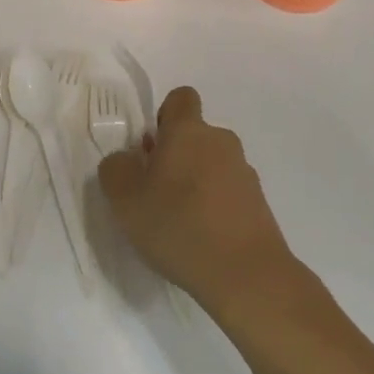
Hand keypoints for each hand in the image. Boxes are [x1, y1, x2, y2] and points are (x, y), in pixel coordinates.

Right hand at [99, 86, 297, 315]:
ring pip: (211, 165)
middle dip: (175, 156)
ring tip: (178, 222)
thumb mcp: (124, 199)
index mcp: (188, 131)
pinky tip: (201, 239)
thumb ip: (115, 168)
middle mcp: (221, 142)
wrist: (247, 275)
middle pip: (194, 135)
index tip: (150, 148)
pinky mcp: (258, 203)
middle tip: (154, 192)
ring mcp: (244, 172)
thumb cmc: (179, 226)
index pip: (181, 98)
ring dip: (195, 182)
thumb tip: (126, 159)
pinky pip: (228, 192)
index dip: (163, 116)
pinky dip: (214, 206)